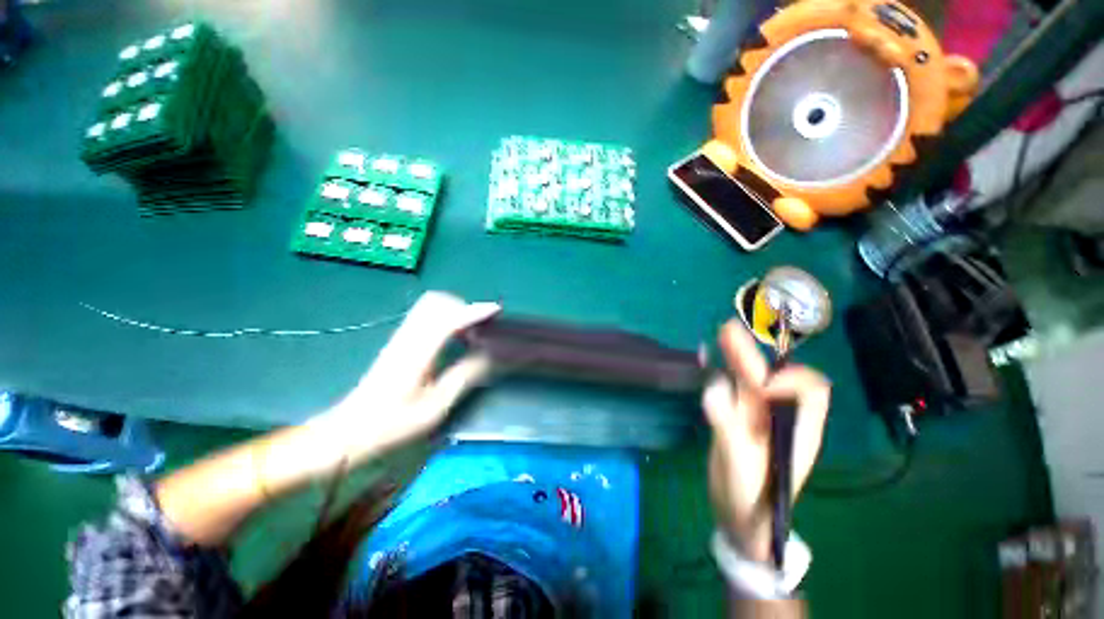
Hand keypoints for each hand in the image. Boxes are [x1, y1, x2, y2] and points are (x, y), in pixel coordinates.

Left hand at [319, 292, 499, 460]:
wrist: (349, 432)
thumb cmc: (393, 425)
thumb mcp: (435, 407)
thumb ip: (463, 376)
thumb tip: (489, 355)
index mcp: (416, 353)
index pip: (447, 320)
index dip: (473, 312)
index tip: (495, 311)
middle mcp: (407, 337)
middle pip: (435, 302)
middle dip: (462, 306)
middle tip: (481, 325)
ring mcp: (401, 337)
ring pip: (429, 306)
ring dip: (454, 310)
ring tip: (471, 331)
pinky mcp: (399, 341)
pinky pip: (425, 316)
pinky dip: (445, 318)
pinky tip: (453, 338)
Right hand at [703, 321, 830, 563]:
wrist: (740, 520)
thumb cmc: (750, 501)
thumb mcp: (741, 469)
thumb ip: (729, 429)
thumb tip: (713, 389)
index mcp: (797, 430)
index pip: (809, 391)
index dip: (789, 379)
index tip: (760, 385)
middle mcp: (779, 417)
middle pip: (772, 378)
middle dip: (752, 355)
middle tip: (728, 329)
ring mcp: (756, 417)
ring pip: (751, 380)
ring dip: (737, 356)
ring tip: (721, 334)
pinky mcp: (736, 419)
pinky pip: (733, 389)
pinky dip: (724, 371)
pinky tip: (711, 360)